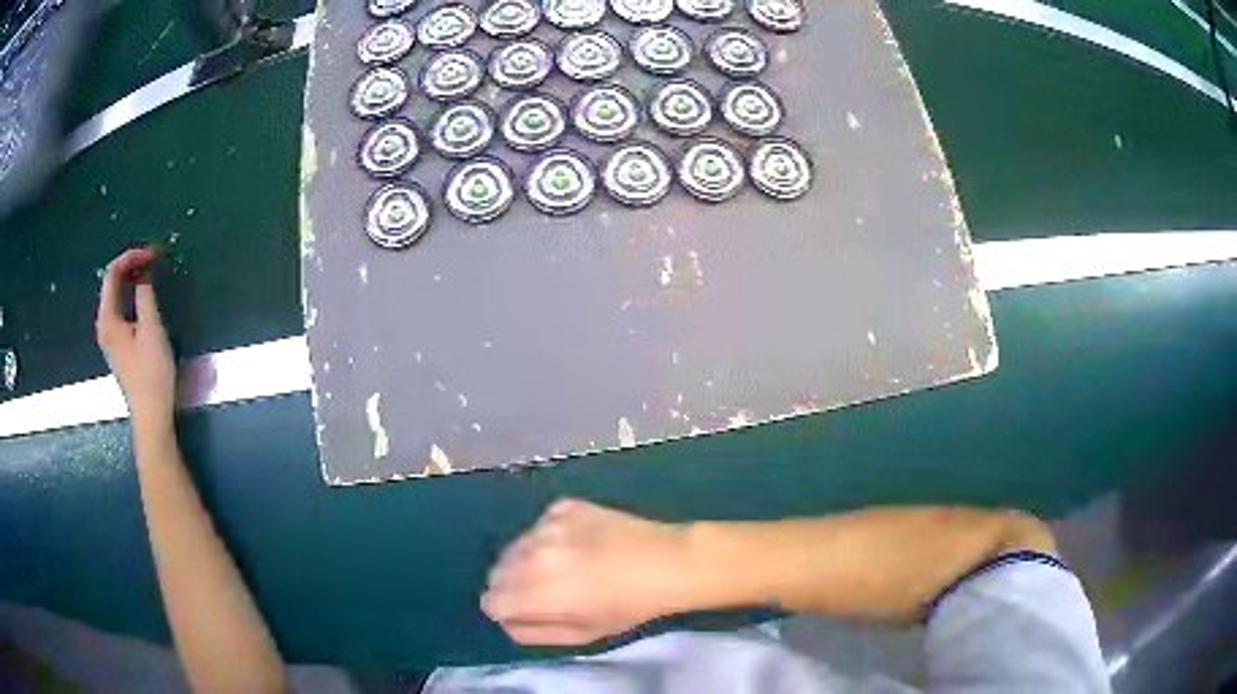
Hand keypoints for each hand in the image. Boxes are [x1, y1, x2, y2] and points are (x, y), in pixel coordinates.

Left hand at [96, 247, 175, 431]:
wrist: (151, 415)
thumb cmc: (151, 373)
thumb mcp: (151, 329)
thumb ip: (145, 294)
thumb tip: (144, 271)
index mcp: (107, 319)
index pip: (112, 273)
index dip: (131, 256)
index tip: (152, 252)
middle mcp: (103, 324)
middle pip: (111, 283)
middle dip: (131, 265)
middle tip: (152, 258)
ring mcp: (109, 337)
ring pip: (115, 295)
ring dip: (131, 279)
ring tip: (150, 271)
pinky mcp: (117, 345)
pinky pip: (120, 308)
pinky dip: (130, 294)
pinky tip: (143, 294)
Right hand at [482, 499, 695, 645]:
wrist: (668, 562)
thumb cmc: (629, 607)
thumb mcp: (582, 634)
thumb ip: (534, 632)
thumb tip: (507, 621)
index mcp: (536, 590)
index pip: (490, 600)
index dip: (506, 610)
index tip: (528, 611)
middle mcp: (532, 552)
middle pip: (496, 572)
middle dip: (513, 586)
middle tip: (547, 592)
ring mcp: (547, 524)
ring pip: (514, 548)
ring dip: (528, 561)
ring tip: (566, 567)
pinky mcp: (563, 506)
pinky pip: (539, 526)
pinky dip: (549, 538)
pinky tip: (580, 545)